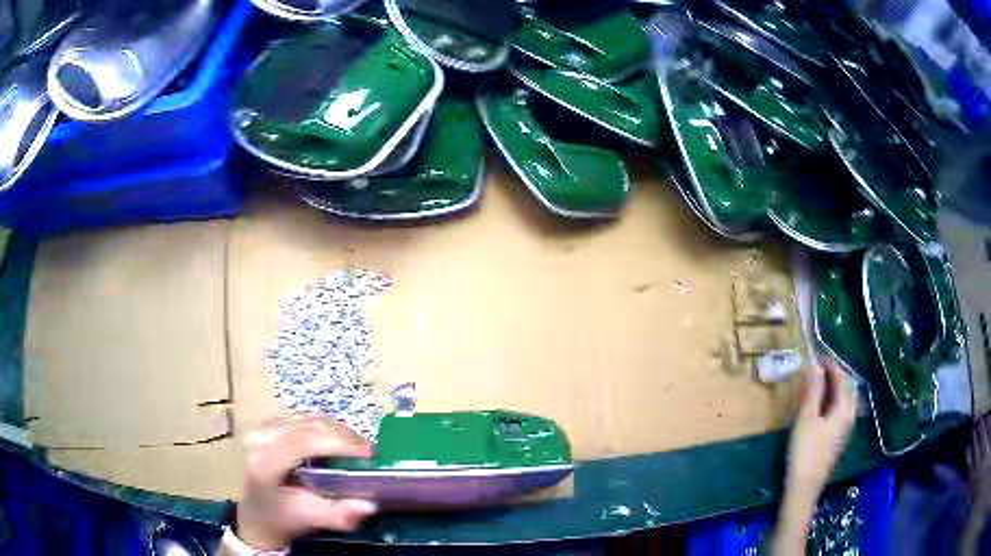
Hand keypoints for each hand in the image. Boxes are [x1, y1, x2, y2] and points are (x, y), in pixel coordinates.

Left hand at [235, 415, 378, 550]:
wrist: (256, 513)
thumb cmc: (281, 517)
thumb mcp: (309, 520)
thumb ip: (338, 516)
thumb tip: (369, 505)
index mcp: (264, 463)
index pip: (303, 442)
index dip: (338, 443)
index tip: (369, 454)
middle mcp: (260, 438)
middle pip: (309, 425)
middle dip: (344, 437)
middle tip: (370, 454)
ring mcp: (262, 427)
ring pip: (309, 418)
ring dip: (338, 431)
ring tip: (357, 450)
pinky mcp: (269, 424)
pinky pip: (304, 418)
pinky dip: (327, 429)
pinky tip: (338, 444)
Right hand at [786, 362, 857, 498]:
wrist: (804, 487)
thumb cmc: (805, 451)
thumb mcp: (806, 419)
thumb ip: (813, 391)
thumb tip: (816, 366)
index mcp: (845, 408)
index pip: (841, 378)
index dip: (829, 365)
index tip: (816, 356)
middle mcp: (850, 415)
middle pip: (846, 388)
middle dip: (834, 375)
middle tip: (817, 368)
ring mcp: (846, 429)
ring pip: (844, 400)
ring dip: (834, 388)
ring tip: (818, 382)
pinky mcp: (839, 439)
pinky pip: (840, 410)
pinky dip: (832, 400)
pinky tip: (821, 405)